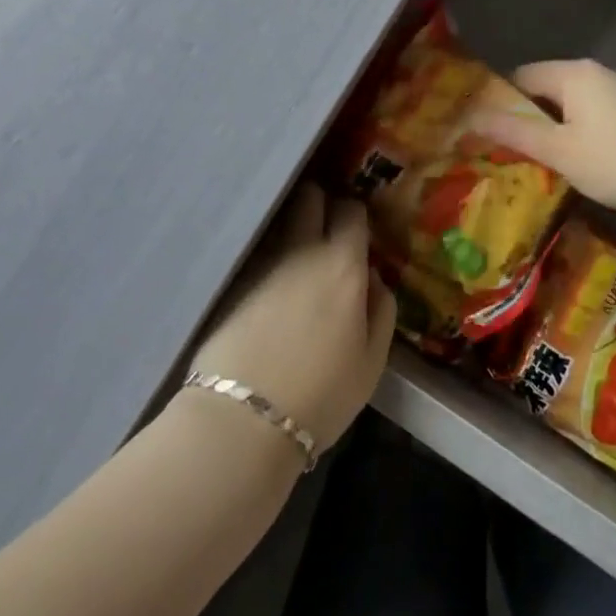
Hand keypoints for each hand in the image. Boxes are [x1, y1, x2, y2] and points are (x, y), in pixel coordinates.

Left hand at [186, 183, 395, 452]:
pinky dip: (269, 258)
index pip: (352, 210)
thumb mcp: (372, 363)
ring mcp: (263, 262)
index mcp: (343, 264)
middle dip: (320, 203)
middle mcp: (302, 250)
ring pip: (281, 221)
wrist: (241, 419)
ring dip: (292, 228)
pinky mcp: (233, 281)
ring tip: (298, 257)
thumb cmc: (320, 395)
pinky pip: (258, 252)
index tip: (358, 232)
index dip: (356, 215)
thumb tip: (373, 278)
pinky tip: (271, 285)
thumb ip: (382, 310)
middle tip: (326, 230)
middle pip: (310, 196)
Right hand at [466, 58, 615, 220]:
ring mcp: (614, 89)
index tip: (485, 132)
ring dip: (549, 127)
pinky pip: (587, 112)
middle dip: (524, 116)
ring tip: (536, 159)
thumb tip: (469, 116)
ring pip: (566, 103)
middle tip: (507, 150)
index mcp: (570, 73)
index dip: (498, 102)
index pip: (519, 77)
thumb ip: (514, 131)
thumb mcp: (558, 150)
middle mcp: (591, 72)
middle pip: (543, 88)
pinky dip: (573, 131)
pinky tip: (574, 159)